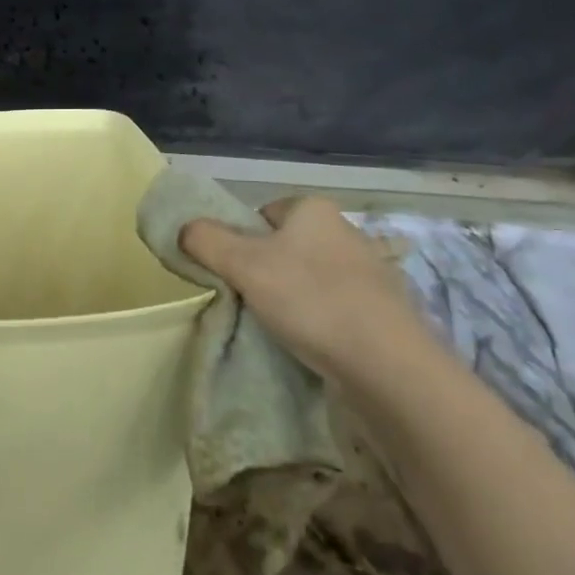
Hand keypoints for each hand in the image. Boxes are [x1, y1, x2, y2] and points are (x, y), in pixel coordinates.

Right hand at [180, 197, 419, 385]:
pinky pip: (338, 307)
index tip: (237, 274)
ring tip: (282, 328)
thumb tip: (185, 229)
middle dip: (268, 271)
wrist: (389, 365)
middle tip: (253, 302)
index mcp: (314, 209)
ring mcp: (371, 272)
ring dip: (295, 299)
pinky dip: (322, 321)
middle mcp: (346, 231)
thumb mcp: (243, 265)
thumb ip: (206, 240)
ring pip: (313, 278)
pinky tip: (314, 344)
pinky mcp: (385, 311)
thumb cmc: (311, 299)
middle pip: (288, 246)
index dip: (243, 241)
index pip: (264, 214)